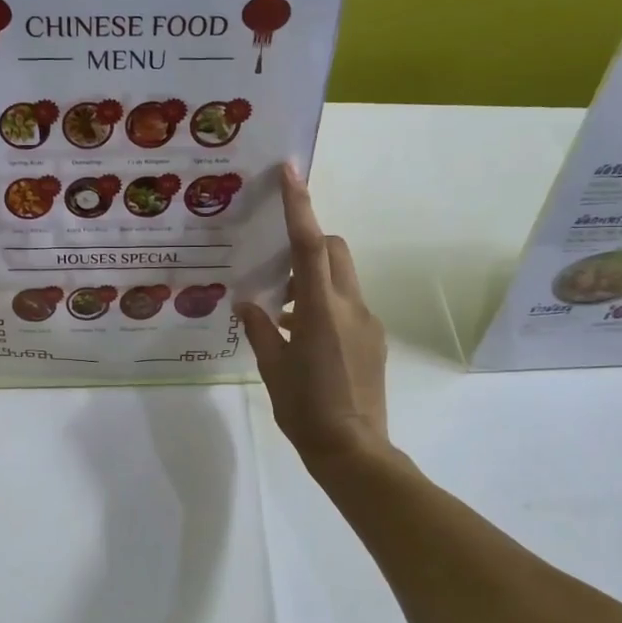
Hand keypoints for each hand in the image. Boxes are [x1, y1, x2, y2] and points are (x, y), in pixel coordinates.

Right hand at [237, 166, 388, 468]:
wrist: (354, 451)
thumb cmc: (306, 410)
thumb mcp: (273, 368)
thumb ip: (261, 329)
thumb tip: (248, 304)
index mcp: (320, 310)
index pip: (310, 245)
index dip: (300, 205)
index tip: (291, 171)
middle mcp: (350, 307)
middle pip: (335, 250)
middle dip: (310, 242)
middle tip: (277, 266)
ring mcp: (367, 323)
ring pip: (341, 277)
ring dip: (313, 279)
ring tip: (281, 312)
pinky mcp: (373, 340)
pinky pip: (347, 304)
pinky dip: (323, 304)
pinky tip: (301, 336)